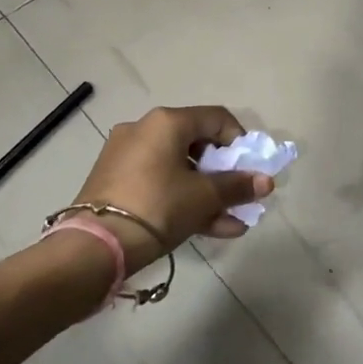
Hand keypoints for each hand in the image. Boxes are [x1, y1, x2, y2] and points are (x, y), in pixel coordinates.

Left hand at [71, 106, 273, 269]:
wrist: (96, 245)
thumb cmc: (158, 206)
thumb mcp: (204, 197)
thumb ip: (238, 186)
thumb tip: (266, 182)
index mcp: (166, 122)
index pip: (216, 118)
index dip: (240, 141)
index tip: (251, 168)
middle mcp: (144, 130)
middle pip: (197, 144)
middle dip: (225, 174)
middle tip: (241, 196)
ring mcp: (126, 156)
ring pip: (179, 169)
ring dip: (208, 193)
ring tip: (232, 221)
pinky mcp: (116, 182)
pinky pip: (160, 183)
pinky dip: (184, 199)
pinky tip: (211, 228)